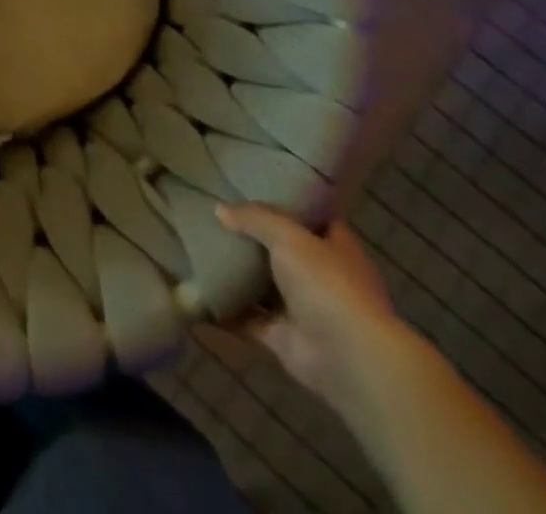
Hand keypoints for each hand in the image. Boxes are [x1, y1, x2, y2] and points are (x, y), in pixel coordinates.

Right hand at [216, 202, 405, 412]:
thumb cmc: (327, 284)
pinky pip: (248, 318)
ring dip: (237, 274)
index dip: (286, 202)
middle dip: (252, 237)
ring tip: (198, 249)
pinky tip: (197, 292)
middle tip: (215, 214)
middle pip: (282, 250)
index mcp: (336, 247)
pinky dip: (226, 310)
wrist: (349, 359)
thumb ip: (255, 218)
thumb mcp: (288, 235)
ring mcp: (303, 310)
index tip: (253, 186)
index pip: (312, 217)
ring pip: (263, 286)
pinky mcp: (283, 338)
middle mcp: (322, 277)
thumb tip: (220, 209)